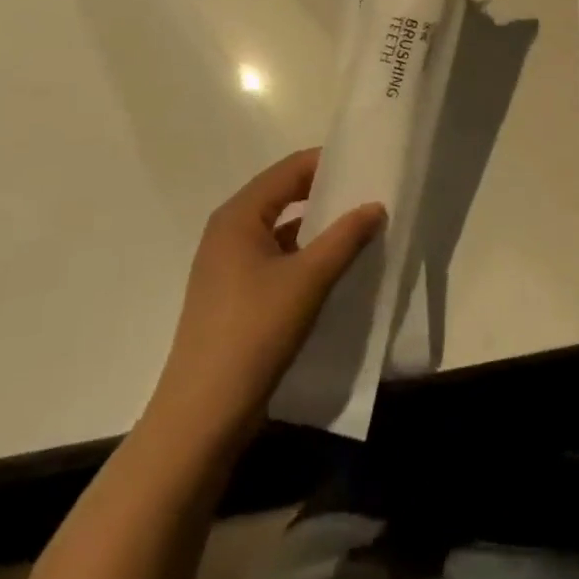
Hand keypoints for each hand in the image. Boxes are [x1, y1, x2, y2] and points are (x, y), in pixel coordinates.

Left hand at [148, 149, 385, 444]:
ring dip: (317, 228)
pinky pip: (275, 259)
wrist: (203, 415)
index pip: (289, 170)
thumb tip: (376, 205)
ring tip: (360, 230)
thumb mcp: (308, 280)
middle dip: (325, 194)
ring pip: (280, 230)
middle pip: (283, 196)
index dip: (327, 163)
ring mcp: (227, 265)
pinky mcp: (233, 295)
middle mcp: (228, 232)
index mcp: (238, 216)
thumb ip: (345, 238)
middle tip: (369, 195)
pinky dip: (304, 257)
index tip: (367, 165)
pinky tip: (334, 270)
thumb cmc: (253, 333)